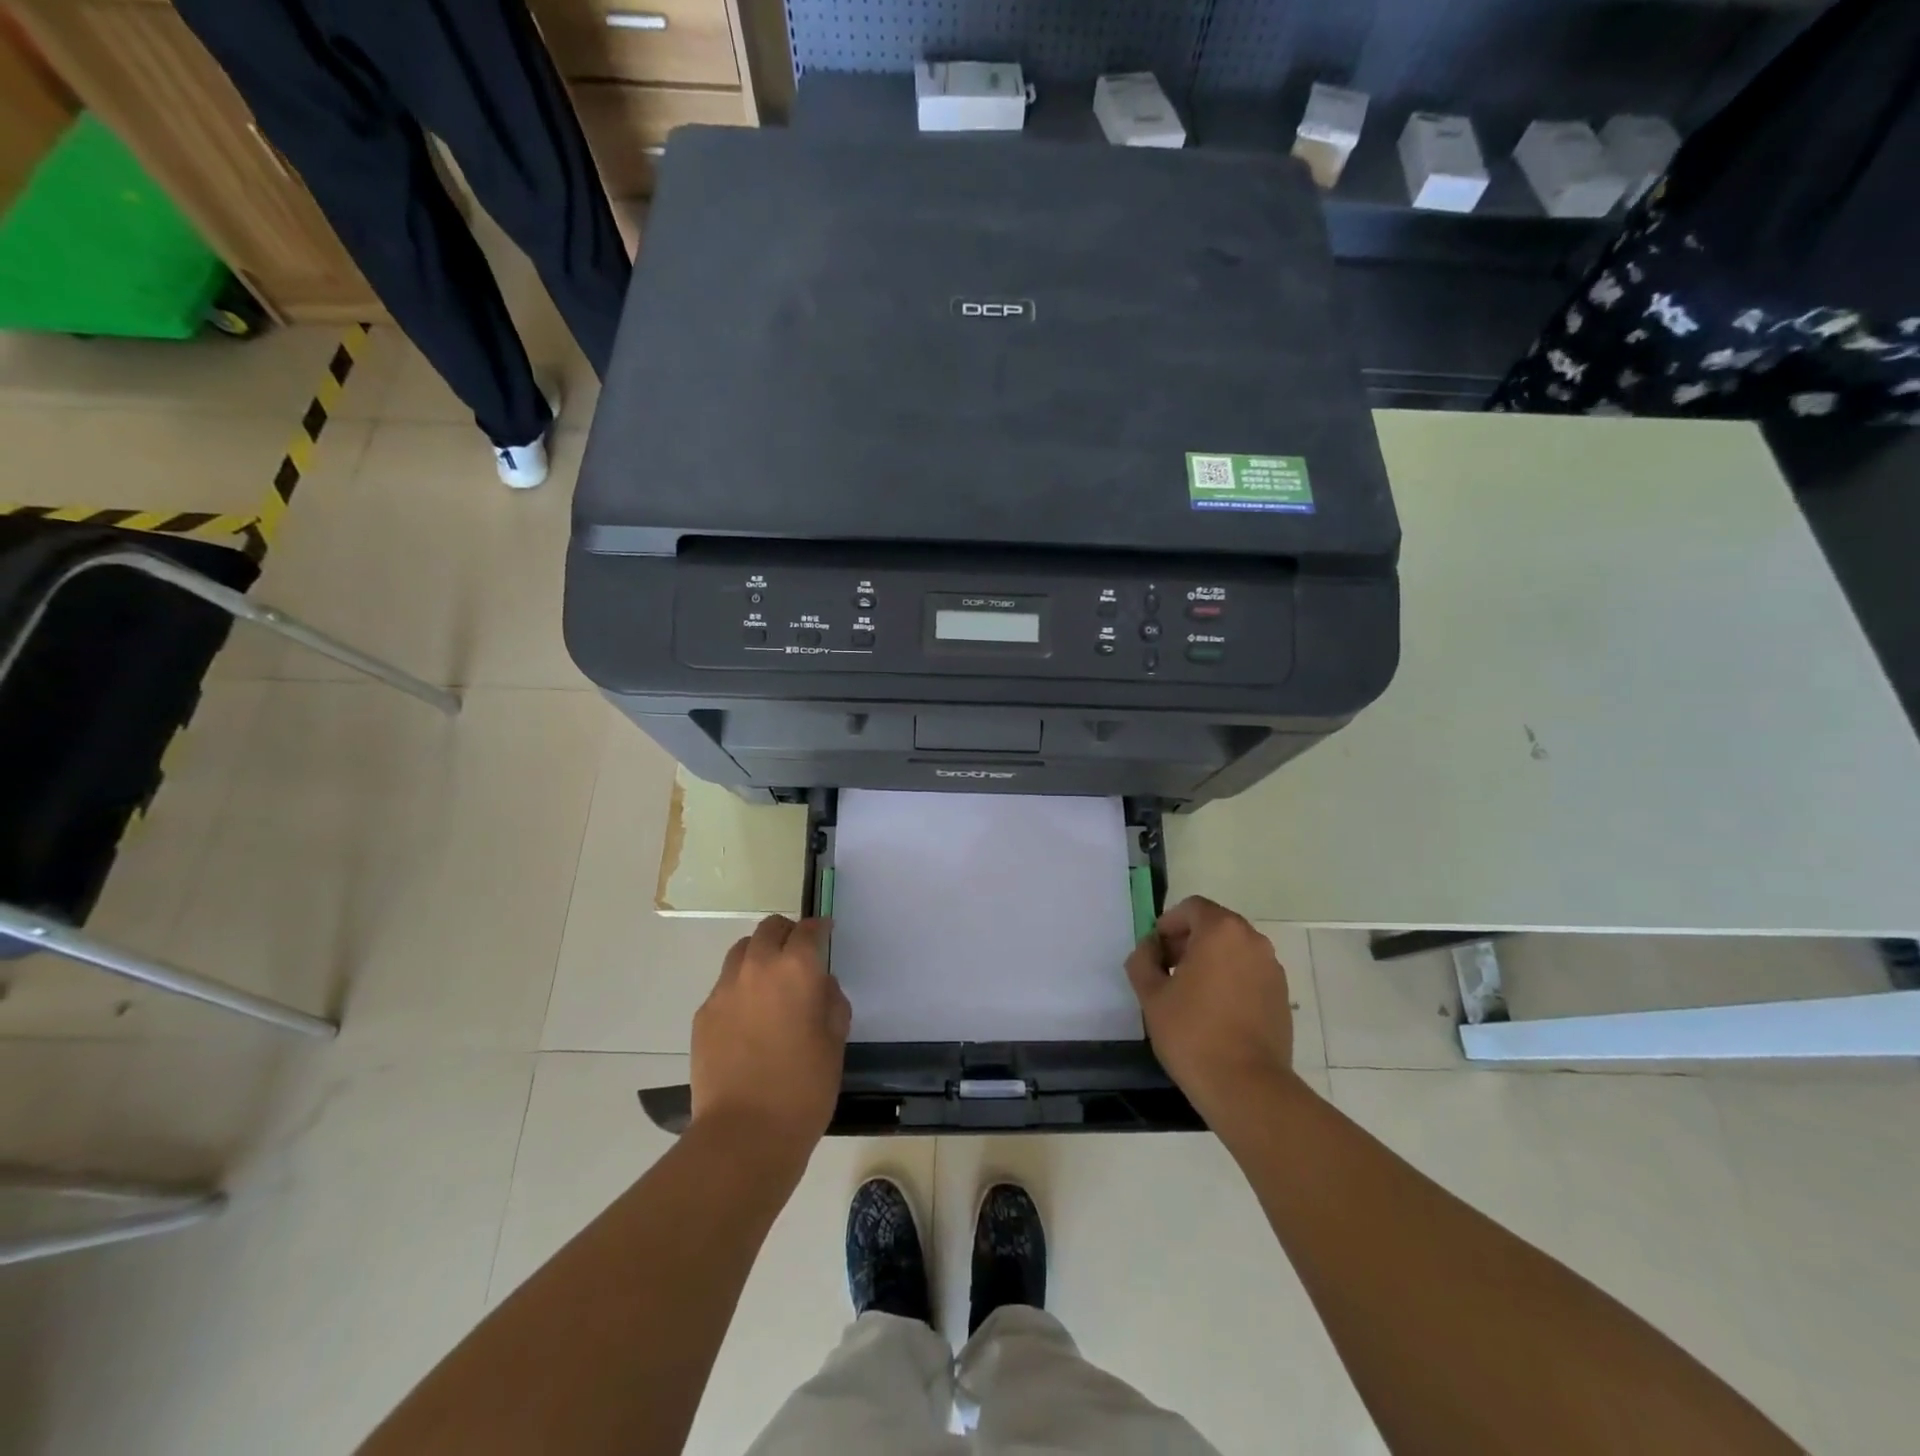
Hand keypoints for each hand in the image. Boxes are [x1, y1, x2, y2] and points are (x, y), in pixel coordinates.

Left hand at [691, 915, 849, 1151]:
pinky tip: (749, 1016)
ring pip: (742, 951)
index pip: (808, 930)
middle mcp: (757, 968)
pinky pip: (724, 985)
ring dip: (759, 954)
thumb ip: (831, 1003)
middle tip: (798, 952)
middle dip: (787, 933)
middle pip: (769, 929)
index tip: (826, 932)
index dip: (820, 928)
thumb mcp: (835, 1042)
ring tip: (770, 980)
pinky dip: (739, 986)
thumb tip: (820, 987)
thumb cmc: (803, 1088)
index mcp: (796, 969)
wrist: (744, 1134)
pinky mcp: (703, 1015)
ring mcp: (724, 990)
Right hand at [1126, 896, 1295, 1124]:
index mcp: (1221, 931)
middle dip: (1188, 941)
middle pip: (1215, 926)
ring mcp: (1272, 969)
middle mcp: (1253, 941)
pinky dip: (1230, 980)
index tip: (1155, 952)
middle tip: (1167, 971)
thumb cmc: (1192, 1032)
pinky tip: (1214, 1012)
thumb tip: (1149, 948)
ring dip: (1210, 961)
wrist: (1246, 1087)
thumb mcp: (1151, 994)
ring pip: (1234, 951)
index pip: (1192, 907)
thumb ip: (1143, 960)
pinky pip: (1249, 974)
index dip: (1168, 924)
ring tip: (1189, 994)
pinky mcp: (1282, 997)